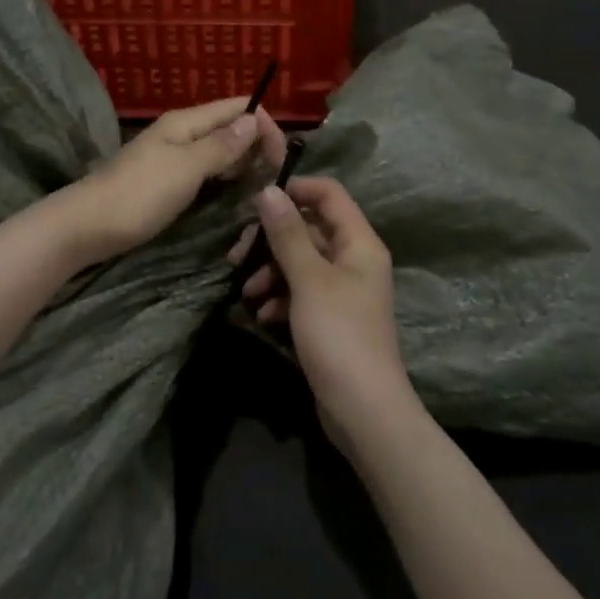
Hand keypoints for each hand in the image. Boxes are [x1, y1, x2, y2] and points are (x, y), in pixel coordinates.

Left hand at [62, 98, 286, 264]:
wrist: (87, 227)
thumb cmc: (139, 194)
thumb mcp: (185, 168)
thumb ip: (221, 146)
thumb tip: (252, 120)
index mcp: (186, 122)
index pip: (236, 108)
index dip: (263, 123)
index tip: (282, 156)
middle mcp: (181, 134)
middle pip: (229, 128)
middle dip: (256, 145)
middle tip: (276, 177)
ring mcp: (173, 159)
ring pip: (218, 152)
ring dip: (242, 163)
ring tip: (263, 186)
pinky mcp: (167, 183)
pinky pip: (205, 172)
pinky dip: (224, 178)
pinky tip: (235, 194)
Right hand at [234, 176, 417, 438]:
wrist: (363, 409)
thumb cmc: (338, 335)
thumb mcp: (309, 280)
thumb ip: (287, 233)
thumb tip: (268, 189)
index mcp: (359, 243)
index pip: (329, 194)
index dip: (295, 190)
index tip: (255, 202)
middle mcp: (354, 260)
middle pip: (308, 229)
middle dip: (271, 240)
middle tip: (237, 256)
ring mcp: (342, 291)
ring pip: (299, 263)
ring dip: (270, 272)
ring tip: (246, 292)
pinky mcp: (329, 318)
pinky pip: (300, 293)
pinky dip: (279, 298)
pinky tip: (261, 314)